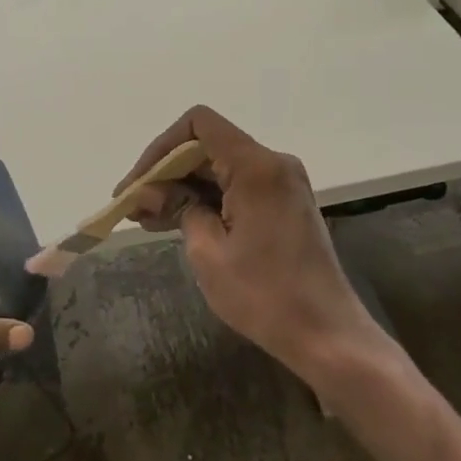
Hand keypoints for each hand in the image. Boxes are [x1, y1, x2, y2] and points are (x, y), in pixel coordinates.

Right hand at [118, 106, 378, 378]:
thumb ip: (177, 208)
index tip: (139, 184)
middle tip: (132, 207)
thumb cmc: (264, 294)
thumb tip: (148, 192)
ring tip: (146, 219)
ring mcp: (282, 183)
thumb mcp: (208, 251)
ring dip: (183, 188)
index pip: (199, 124)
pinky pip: (236, 187)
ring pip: (220, 168)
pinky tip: (177, 223)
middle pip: (207, 147)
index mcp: (256, 166)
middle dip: (166, 173)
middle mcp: (273, 163)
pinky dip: (206, 200)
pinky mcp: (284, 204)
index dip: (161, 148)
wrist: (328, 336)